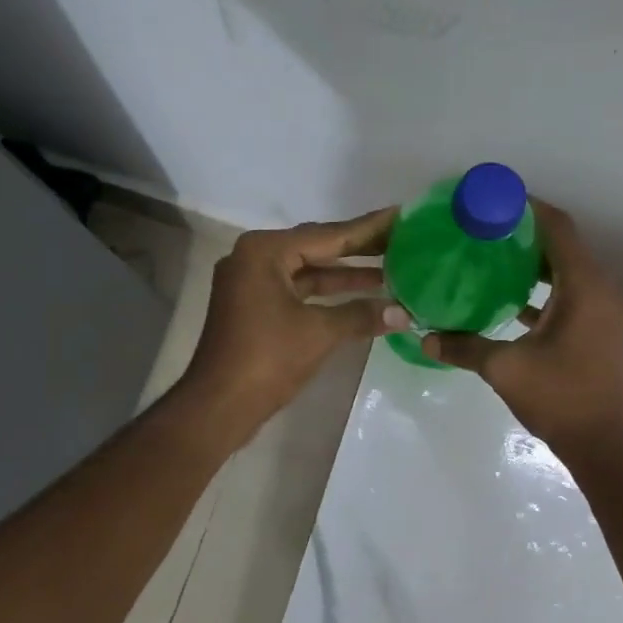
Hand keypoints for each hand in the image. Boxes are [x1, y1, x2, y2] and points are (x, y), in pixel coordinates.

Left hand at [182, 208, 409, 440]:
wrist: (219, 405)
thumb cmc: (266, 359)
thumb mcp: (319, 332)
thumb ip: (361, 315)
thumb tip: (403, 313)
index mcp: (265, 251)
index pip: (328, 234)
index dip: (368, 230)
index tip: (400, 216)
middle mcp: (255, 258)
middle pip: (317, 247)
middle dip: (359, 250)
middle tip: (402, 242)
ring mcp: (252, 283)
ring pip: (308, 271)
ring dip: (346, 275)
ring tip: (391, 272)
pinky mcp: (255, 307)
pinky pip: (299, 290)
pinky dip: (328, 294)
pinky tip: (361, 298)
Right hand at [421, 202, 622, 457]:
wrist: (602, 443)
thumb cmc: (559, 398)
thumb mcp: (505, 369)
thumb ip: (464, 347)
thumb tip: (425, 338)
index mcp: (584, 288)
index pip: (558, 228)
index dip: (527, 209)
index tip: (491, 202)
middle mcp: (598, 290)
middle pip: (562, 244)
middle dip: (524, 232)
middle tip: (482, 228)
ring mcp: (599, 310)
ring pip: (564, 269)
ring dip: (531, 260)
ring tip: (488, 254)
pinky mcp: (594, 327)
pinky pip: (567, 292)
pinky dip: (539, 286)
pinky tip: (505, 295)